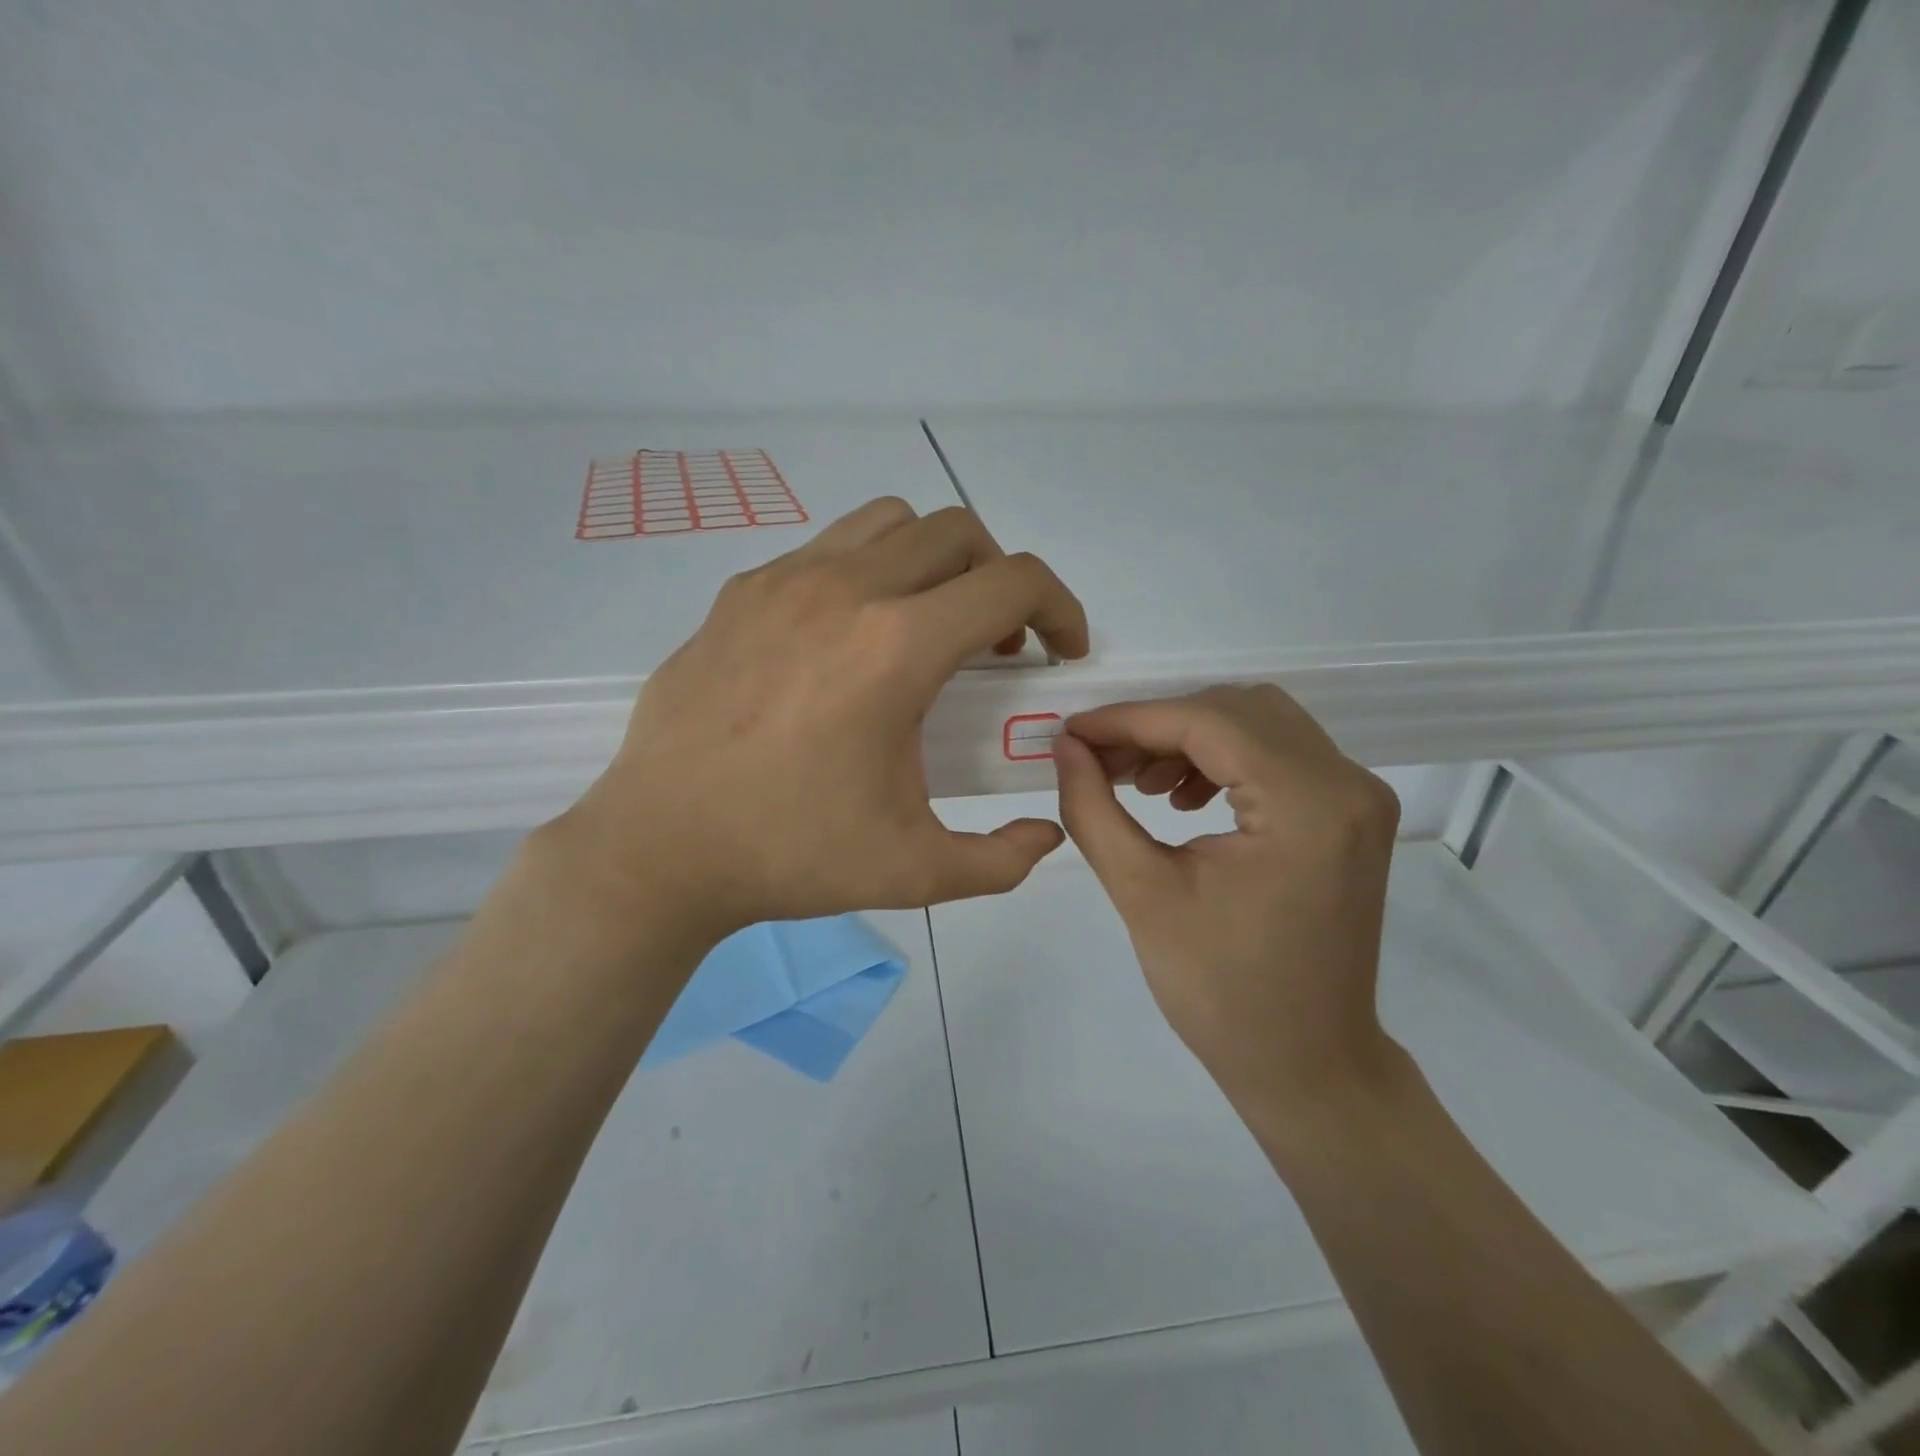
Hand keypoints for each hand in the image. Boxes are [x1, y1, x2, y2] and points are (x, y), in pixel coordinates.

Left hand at [554, 498, 1088, 936]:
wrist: (660, 849)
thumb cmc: (790, 856)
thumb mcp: (916, 871)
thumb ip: (1002, 859)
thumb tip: (1046, 833)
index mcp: (896, 648)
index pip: (1013, 582)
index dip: (1060, 608)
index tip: (1060, 652)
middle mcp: (845, 590)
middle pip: (958, 532)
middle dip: (1000, 579)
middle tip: (994, 646)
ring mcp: (783, 581)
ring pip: (890, 523)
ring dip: (934, 562)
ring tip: (926, 628)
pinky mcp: (739, 593)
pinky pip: (827, 550)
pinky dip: (868, 573)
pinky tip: (850, 641)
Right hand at [1053, 685, 1401, 1127]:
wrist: (1306, 1063)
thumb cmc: (1221, 992)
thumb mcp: (1142, 894)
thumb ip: (1093, 809)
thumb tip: (1065, 748)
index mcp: (1308, 807)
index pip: (1208, 723)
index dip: (1130, 720)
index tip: (1071, 734)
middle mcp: (1347, 785)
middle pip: (1238, 711)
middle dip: (1159, 726)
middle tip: (1101, 761)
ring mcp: (1357, 798)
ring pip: (1259, 725)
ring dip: (1190, 740)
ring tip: (1138, 783)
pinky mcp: (1350, 815)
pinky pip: (1278, 755)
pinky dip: (1223, 760)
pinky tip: (1183, 798)